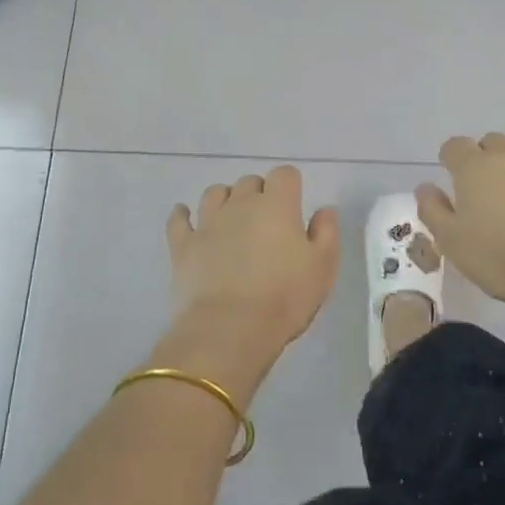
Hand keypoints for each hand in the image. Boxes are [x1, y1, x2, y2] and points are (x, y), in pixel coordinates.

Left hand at [158, 166, 339, 399]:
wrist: (230, 330)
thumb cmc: (285, 298)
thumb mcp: (323, 267)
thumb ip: (326, 232)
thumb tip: (324, 210)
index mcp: (277, 205)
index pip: (284, 174)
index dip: (289, 187)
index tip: (293, 207)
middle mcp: (241, 204)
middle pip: (249, 182)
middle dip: (259, 195)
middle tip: (266, 223)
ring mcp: (208, 222)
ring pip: (215, 193)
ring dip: (225, 200)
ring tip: (231, 221)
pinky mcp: (183, 245)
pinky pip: (179, 219)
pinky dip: (183, 215)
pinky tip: (186, 218)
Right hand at [416, 134, 504, 308]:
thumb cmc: (496, 258)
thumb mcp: (450, 241)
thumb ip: (432, 209)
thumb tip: (425, 186)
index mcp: (473, 167)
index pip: (455, 146)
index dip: (452, 159)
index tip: (453, 177)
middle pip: (493, 142)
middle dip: (487, 158)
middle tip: (489, 188)